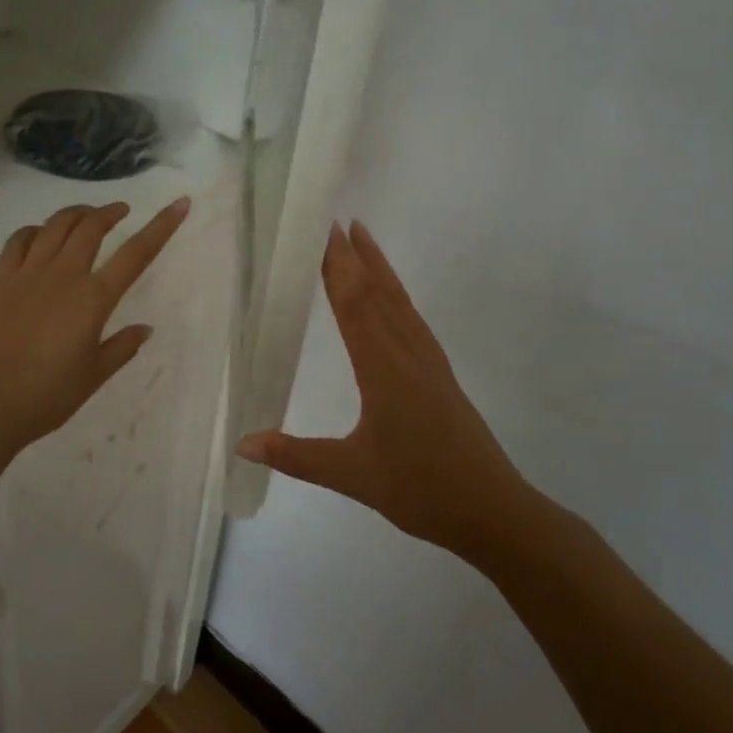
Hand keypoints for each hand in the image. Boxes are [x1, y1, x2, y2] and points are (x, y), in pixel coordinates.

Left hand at [0, 198, 189, 450]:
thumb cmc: (48, 395)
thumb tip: (144, 329)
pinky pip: (19, 240)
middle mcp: (64, 275)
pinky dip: (36, 230)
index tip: (179, 204)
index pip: (136, 253)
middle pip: (91, 227)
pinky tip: (40, 235)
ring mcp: (28, 273)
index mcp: (94, 299)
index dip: (161, 226)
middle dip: (110, 212)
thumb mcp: (94, 375)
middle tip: (120, 211)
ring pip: (56, 225)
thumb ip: (122, 347)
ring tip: (85, 215)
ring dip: (76, 214)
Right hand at [235, 221, 533, 563]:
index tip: (325, 232)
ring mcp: (429, 362)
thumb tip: (241, 444)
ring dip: (380, 268)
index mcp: (383, 368)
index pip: (354, 304)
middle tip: (336, 222)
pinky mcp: (440, 375)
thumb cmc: (419, 488)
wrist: (492, 509)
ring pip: (400, 302)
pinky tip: (392, 299)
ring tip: (364, 240)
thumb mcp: (350, 475)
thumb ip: (295, 456)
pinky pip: (412, 320)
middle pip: (378, 292)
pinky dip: (396, 295)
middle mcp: (408, 353)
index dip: (337, 266)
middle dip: (356, 256)